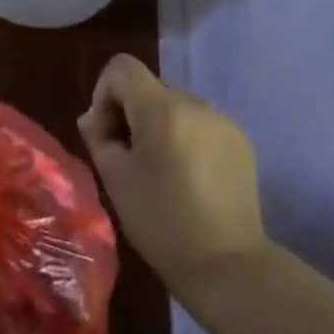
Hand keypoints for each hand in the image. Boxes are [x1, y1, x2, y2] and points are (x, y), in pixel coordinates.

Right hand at [78, 54, 266, 292]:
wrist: (227, 265)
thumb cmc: (162, 222)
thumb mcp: (116, 179)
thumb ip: (98, 137)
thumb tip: (92, 118)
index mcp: (162, 108)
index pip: (122, 67)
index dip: (105, 94)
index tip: (107, 135)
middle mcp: (195, 103)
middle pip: (149, 87)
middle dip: (131, 113)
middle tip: (128, 158)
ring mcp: (222, 120)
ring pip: (175, 106)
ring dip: (159, 126)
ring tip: (160, 171)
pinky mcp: (241, 141)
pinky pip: (200, 125)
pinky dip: (186, 139)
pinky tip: (188, 179)